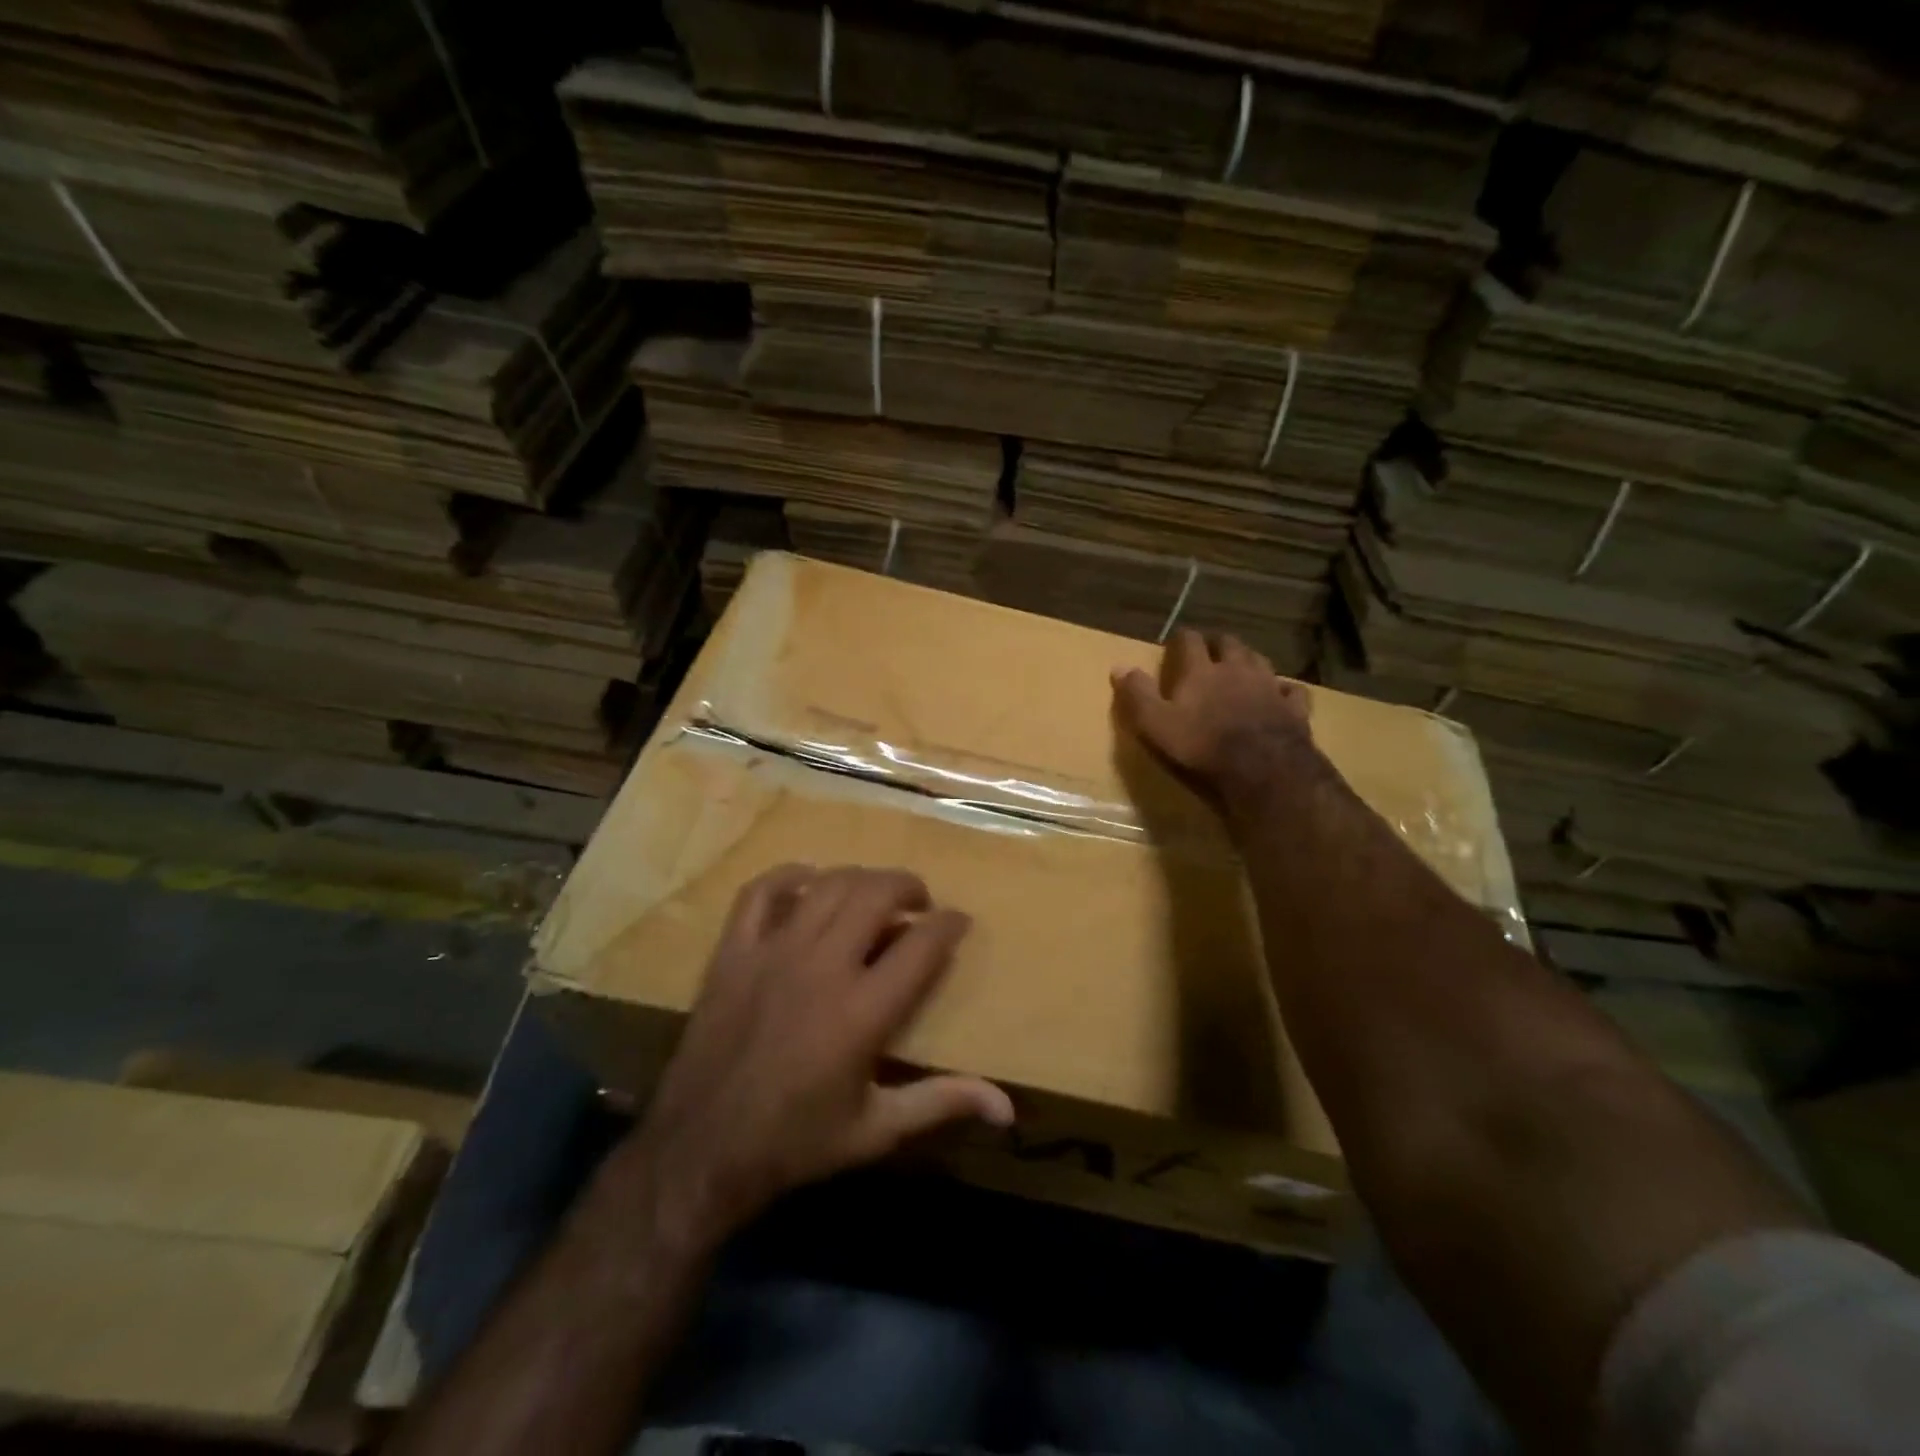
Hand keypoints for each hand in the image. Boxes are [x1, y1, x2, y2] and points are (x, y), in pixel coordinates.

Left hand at [621, 865, 1013, 1246]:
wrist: (701, 1150)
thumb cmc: (796, 1142)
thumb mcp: (876, 1131)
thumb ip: (941, 1104)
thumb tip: (1007, 1107)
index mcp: (862, 1012)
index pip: (922, 945)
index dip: (949, 924)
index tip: (959, 920)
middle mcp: (822, 967)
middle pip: (876, 895)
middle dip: (908, 887)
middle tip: (918, 902)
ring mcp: (773, 953)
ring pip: (828, 885)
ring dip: (861, 879)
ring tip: (874, 894)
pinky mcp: (734, 952)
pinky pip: (761, 892)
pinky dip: (788, 877)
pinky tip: (807, 882)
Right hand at [1112, 628, 1314, 809]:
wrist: (1263, 768)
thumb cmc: (1202, 745)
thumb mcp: (1156, 724)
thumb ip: (1137, 694)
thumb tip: (1118, 666)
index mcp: (1201, 671)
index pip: (1190, 641)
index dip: (1181, 639)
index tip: (1175, 642)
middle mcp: (1237, 669)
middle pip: (1229, 643)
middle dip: (1217, 643)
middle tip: (1209, 650)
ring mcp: (1269, 686)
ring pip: (1260, 660)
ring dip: (1248, 659)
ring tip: (1241, 665)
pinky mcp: (1294, 708)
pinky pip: (1291, 690)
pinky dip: (1283, 689)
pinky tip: (1280, 694)